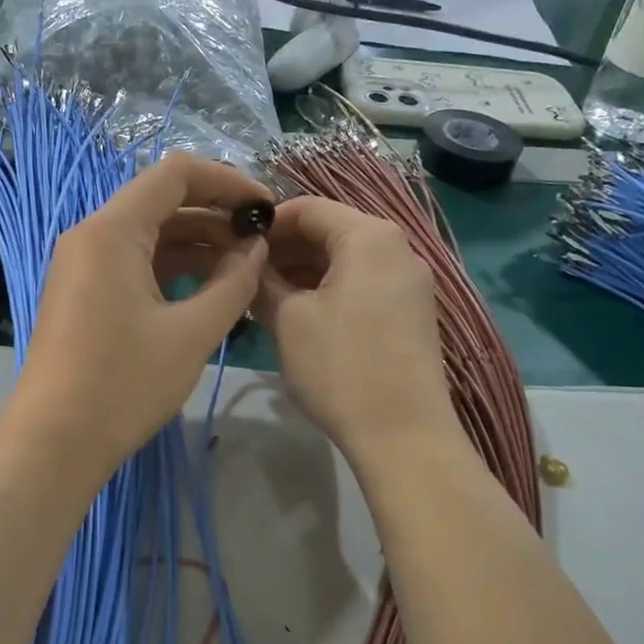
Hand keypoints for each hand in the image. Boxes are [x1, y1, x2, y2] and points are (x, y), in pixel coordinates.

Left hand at [6, 154, 271, 483]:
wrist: (54, 441)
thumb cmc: (124, 383)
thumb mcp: (192, 333)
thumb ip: (233, 282)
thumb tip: (256, 247)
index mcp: (113, 230)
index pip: (176, 173)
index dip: (228, 181)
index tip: (267, 207)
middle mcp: (92, 235)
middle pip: (162, 201)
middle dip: (216, 214)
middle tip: (262, 241)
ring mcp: (84, 264)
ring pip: (150, 234)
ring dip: (198, 243)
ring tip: (245, 266)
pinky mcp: (85, 292)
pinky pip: (135, 262)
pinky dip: (173, 267)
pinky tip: (210, 288)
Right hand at [253, 196, 453, 460]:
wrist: (404, 435)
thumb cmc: (341, 367)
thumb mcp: (288, 320)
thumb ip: (263, 281)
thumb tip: (249, 262)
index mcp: (368, 236)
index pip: (308, 208)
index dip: (266, 223)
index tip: (234, 245)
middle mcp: (396, 248)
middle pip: (329, 231)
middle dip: (284, 249)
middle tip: (244, 275)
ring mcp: (408, 282)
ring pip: (344, 260)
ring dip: (302, 272)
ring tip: (263, 298)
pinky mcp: (410, 312)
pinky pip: (361, 284)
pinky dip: (327, 290)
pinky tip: (297, 315)